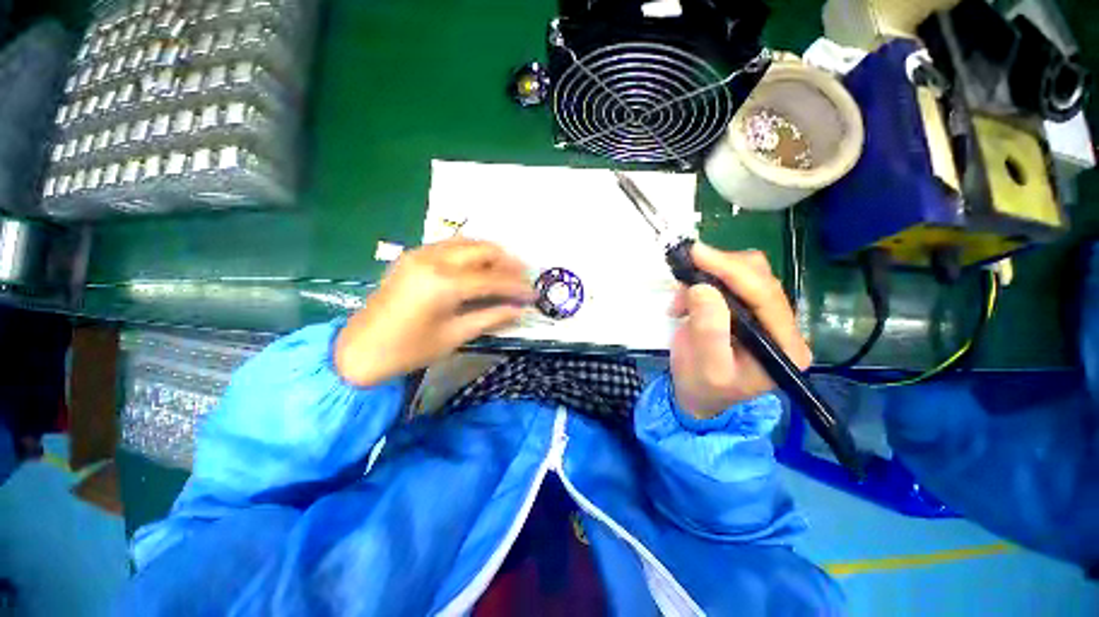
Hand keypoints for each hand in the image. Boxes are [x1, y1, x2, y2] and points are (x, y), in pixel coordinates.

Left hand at [335, 238, 533, 386]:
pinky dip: (471, 252)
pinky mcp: (413, 256)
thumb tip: (519, 310)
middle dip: (508, 262)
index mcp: (444, 284)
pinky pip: (450, 245)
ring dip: (491, 253)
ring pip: (467, 242)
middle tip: (524, 276)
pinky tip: (480, 265)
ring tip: (507, 269)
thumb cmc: (409, 350)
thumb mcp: (455, 336)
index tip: (533, 294)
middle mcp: (433, 260)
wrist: (359, 350)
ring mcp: (420, 254)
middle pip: (483, 250)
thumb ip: (491, 318)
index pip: (492, 279)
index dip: (516, 286)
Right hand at [669, 243, 811, 418]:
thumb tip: (702, 287)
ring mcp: (765, 314)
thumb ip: (709, 330)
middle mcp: (783, 325)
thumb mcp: (706, 367)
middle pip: (759, 278)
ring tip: (680, 298)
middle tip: (684, 270)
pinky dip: (704, 281)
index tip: (697, 254)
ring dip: (709, 275)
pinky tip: (686, 299)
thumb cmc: (703, 387)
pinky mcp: (746, 307)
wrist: (698, 394)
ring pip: (745, 273)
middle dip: (719, 269)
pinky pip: (730, 280)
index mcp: (784, 346)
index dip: (732, 271)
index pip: (765, 296)